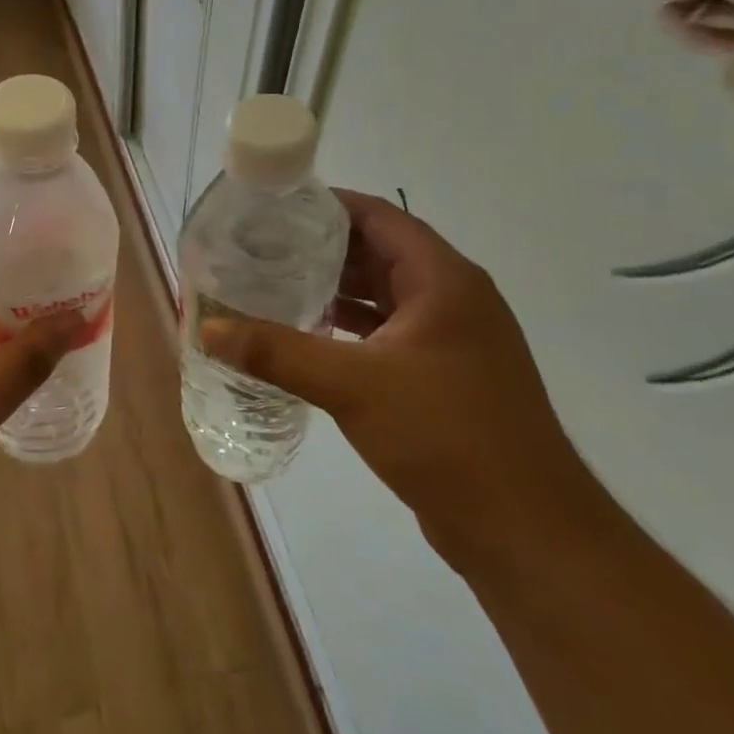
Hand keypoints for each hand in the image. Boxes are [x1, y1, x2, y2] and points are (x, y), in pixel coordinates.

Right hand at [201, 189, 601, 570]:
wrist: (525, 529)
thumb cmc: (445, 435)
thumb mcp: (352, 386)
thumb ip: (277, 352)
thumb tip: (208, 329)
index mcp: (442, 279)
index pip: (379, 217)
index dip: (326, 205)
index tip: (272, 208)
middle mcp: (451, 298)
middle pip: (378, 252)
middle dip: (320, 248)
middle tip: (260, 247)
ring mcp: (451, 339)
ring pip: (382, 295)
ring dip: (333, 289)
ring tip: (273, 284)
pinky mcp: (443, 376)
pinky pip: (387, 333)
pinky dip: (349, 328)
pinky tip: (308, 336)